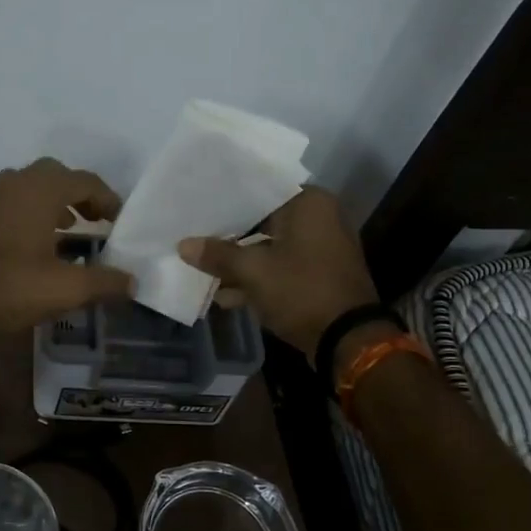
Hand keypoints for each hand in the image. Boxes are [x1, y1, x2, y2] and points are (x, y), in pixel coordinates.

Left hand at [0, 158, 135, 333]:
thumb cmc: (7, 286)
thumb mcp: (64, 289)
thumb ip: (104, 282)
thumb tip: (133, 281)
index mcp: (41, 189)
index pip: (86, 181)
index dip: (109, 200)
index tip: (121, 222)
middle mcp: (17, 182)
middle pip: (59, 176)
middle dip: (82, 196)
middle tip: (99, 221)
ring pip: (35, 187)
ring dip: (58, 203)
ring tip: (74, 231)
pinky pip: (16, 201)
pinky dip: (36, 212)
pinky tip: (41, 244)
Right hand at [178, 187, 378, 363]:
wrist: (348, 339)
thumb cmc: (301, 290)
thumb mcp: (253, 271)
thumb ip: (217, 255)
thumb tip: (183, 245)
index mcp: (309, 203)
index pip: (258, 191)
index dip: (225, 202)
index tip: (197, 207)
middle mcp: (319, 218)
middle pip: (262, 221)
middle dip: (229, 236)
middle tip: (194, 235)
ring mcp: (320, 249)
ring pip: (269, 247)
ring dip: (240, 262)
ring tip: (202, 269)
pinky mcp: (317, 275)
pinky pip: (280, 268)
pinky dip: (257, 278)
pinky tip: (225, 295)